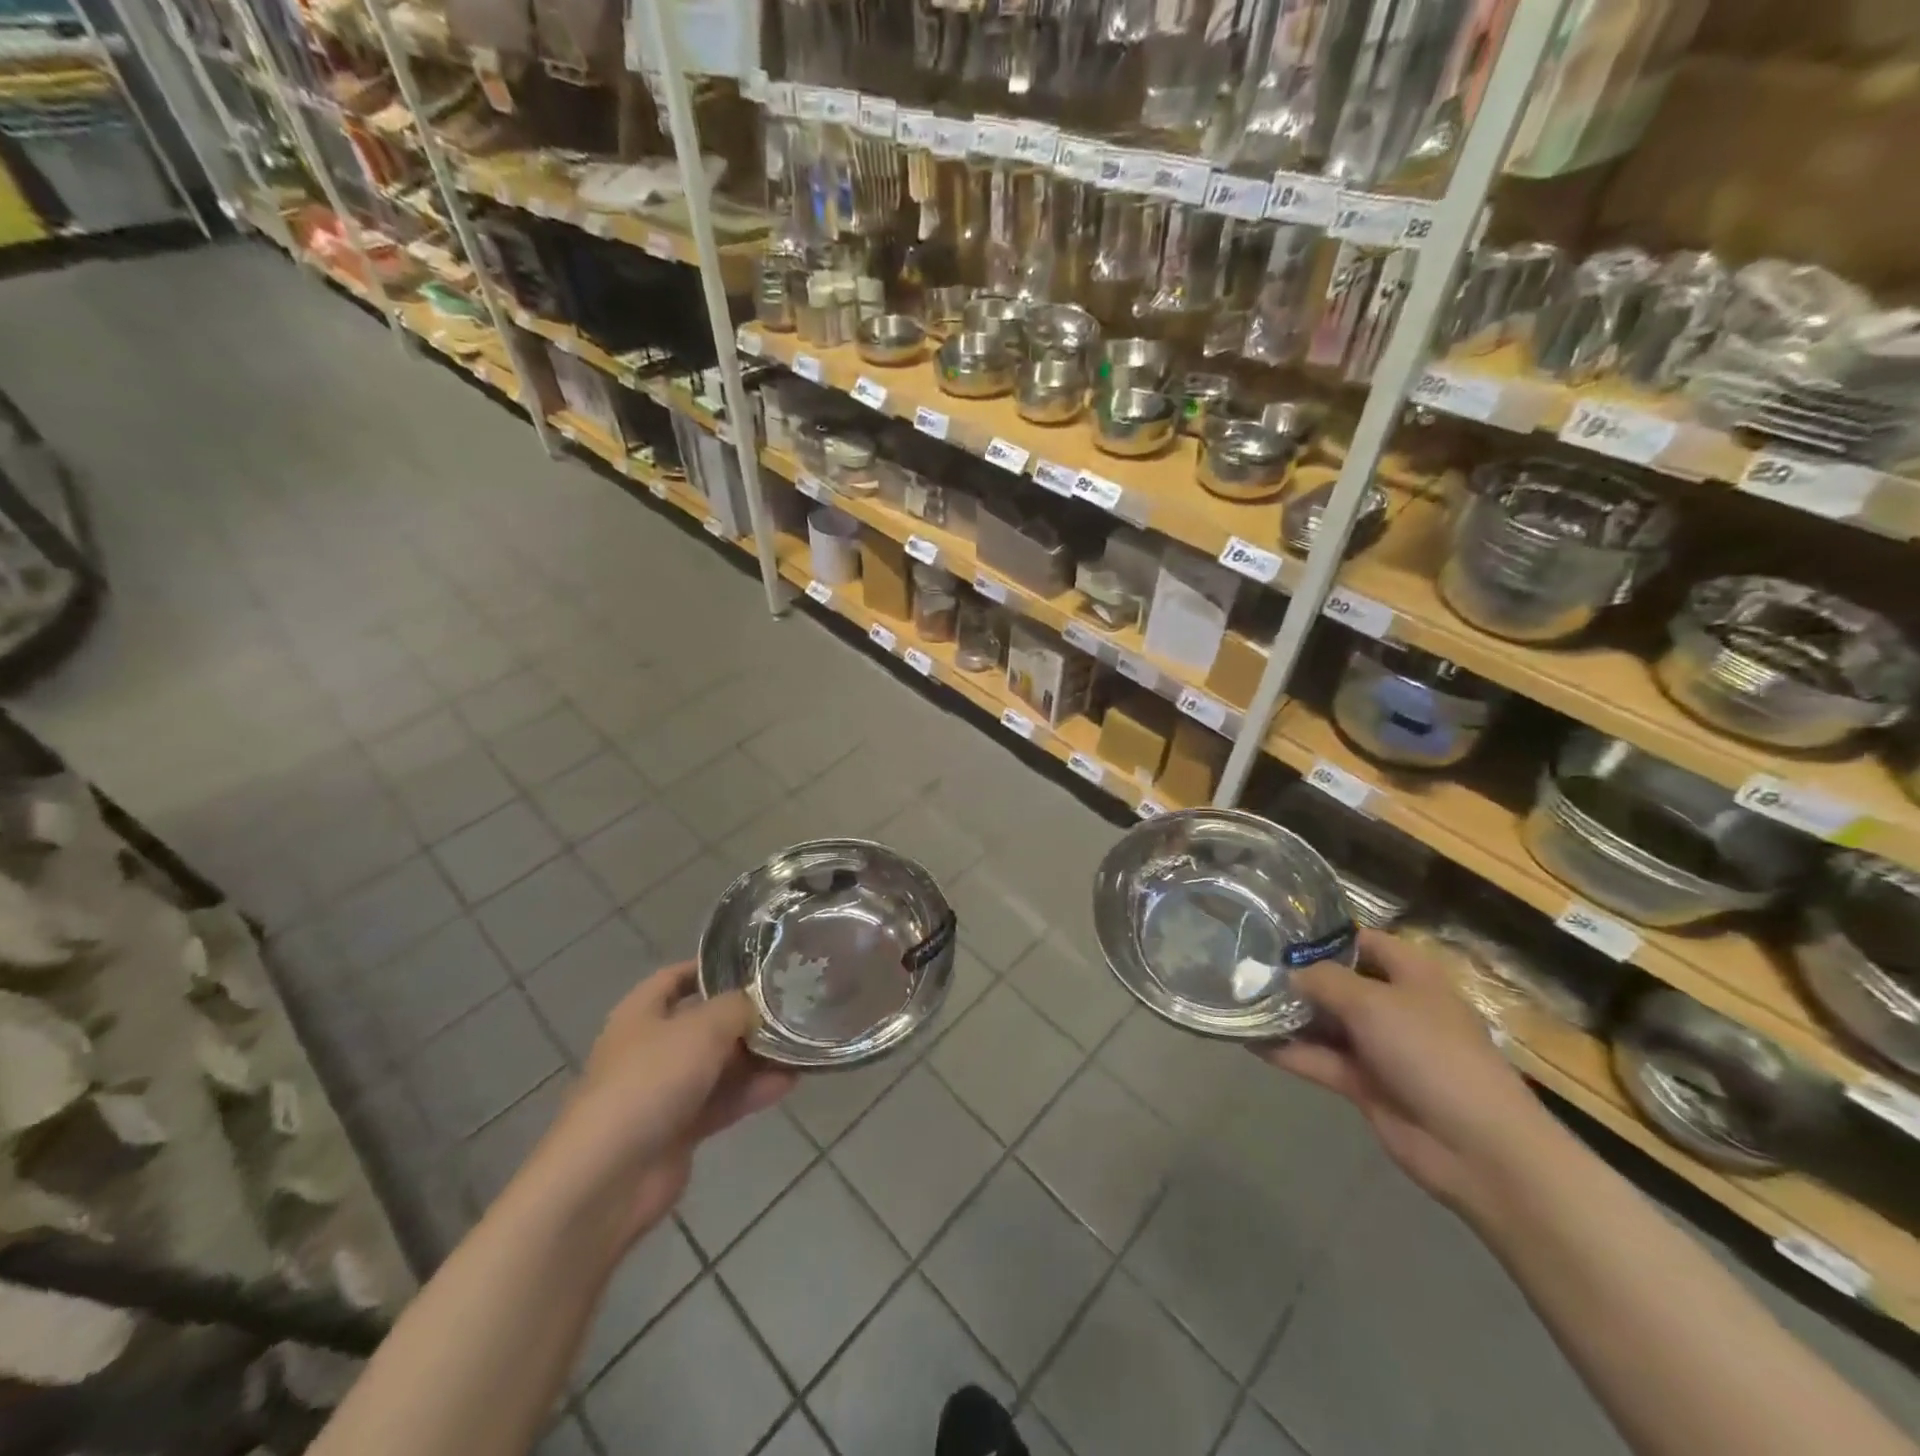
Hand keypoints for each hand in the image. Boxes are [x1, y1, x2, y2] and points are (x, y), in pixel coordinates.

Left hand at [537, 962, 794, 1250]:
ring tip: (800, 1044)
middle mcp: (650, 1047)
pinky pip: (722, 1101)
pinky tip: (789, 1082)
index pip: (676, 977)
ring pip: (718, 1064)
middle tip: (791, 1005)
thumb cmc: (650, 1081)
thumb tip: (756, 1002)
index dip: (712, 967)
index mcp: (641, 1013)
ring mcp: (664, 1091)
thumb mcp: (702, 1027)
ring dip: (756, 1057)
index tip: (756, 964)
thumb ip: (736, 1007)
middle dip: (745, 1016)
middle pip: (704, 1023)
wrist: (608, 1178)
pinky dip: (752, 1091)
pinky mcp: (679, 1130)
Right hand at [1258, 929, 1546, 1213]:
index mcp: (1410, 974)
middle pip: (1338, 982)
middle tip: (1244, 965)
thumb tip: (1287, 974)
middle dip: (1295, 976)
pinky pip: (1319, 1059)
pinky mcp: (1365, 1083)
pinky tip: (1248, 1040)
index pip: (1363, 942)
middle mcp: (1394, 1005)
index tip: (1276, 932)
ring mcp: (1379, 1047)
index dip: (1324, 937)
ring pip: (1324, 1022)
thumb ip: (1323, 981)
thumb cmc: (1430, 1053)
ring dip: (1287, 1014)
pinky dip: (1289, 1051)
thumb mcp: (1372, 1003)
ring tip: (1238, 999)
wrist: (1477, 1147)